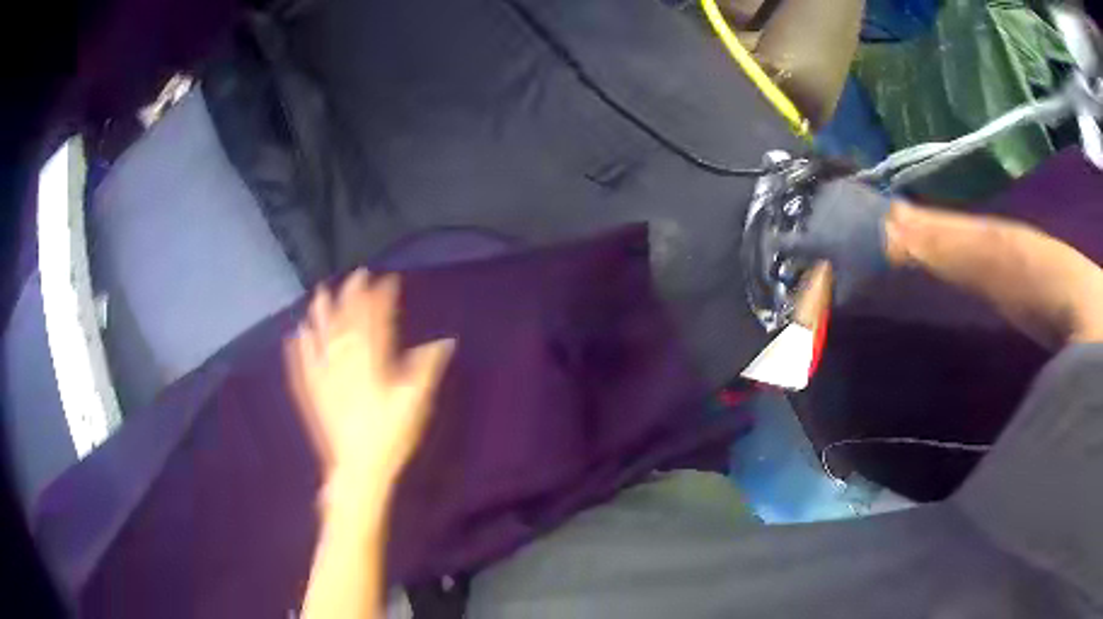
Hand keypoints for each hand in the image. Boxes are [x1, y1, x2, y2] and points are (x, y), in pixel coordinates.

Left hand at [284, 269, 454, 503]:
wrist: (359, 470)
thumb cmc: (391, 438)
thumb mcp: (416, 404)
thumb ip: (427, 369)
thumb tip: (444, 341)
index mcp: (372, 365)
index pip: (376, 323)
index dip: (379, 299)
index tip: (384, 280)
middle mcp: (345, 365)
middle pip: (345, 325)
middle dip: (349, 298)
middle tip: (351, 276)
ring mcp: (326, 379)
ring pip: (321, 340)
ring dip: (320, 316)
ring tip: (318, 295)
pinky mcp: (313, 395)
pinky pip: (303, 367)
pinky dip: (299, 349)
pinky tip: (295, 335)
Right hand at [778, 178, 893, 302]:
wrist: (896, 229)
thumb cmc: (871, 262)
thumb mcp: (850, 289)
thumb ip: (829, 296)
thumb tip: (817, 307)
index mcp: (812, 240)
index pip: (785, 243)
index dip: (778, 245)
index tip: (774, 243)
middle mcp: (815, 215)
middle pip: (805, 225)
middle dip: (811, 233)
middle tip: (825, 243)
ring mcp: (830, 196)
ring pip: (819, 207)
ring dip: (824, 216)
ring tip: (839, 225)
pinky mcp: (845, 185)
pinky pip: (833, 194)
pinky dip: (837, 202)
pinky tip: (848, 211)